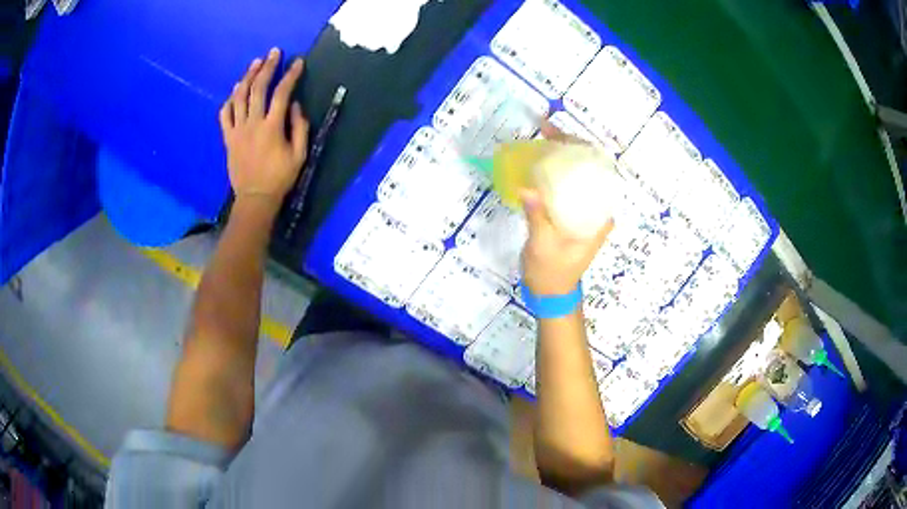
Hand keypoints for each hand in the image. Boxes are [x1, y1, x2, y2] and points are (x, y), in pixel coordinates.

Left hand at [219, 48, 309, 205]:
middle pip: (258, 88)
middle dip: (267, 68)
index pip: (282, 93)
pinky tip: (235, 91)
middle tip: (274, 53)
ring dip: (247, 77)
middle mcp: (253, 124)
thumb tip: (296, 105)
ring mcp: (237, 130)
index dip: (290, 75)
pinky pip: (224, 114)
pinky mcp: (228, 138)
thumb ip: (300, 127)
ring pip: (239, 97)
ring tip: (254, 64)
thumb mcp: (300, 155)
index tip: (298, 62)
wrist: (255, 198)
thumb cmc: (280, 178)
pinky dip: (229, 100)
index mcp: (272, 127)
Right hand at [520, 119, 613, 295]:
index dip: (582, 150)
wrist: (551, 294)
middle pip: (588, 169)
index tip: (562, 137)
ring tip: (542, 137)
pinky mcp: (572, 214)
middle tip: (545, 129)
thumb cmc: (551, 274)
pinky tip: (538, 161)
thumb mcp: (542, 247)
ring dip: (560, 155)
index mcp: (599, 217)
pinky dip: (553, 171)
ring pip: (577, 175)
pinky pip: (566, 186)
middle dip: (568, 146)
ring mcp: (585, 212)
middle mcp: (597, 210)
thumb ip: (537, 218)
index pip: (598, 173)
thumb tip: (527, 188)